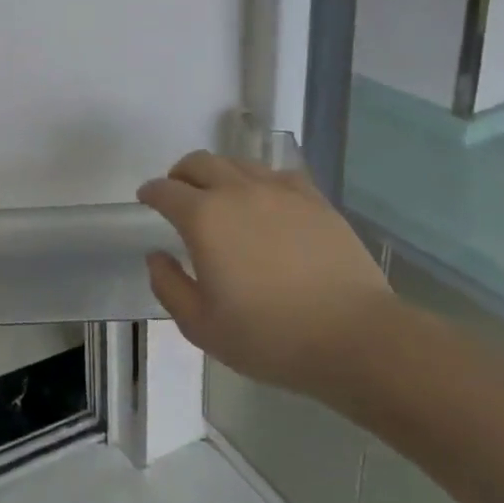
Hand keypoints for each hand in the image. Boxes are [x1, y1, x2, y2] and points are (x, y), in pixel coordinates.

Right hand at [139, 150, 396, 399]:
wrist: (357, 339)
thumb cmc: (270, 337)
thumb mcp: (202, 326)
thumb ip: (169, 286)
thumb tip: (157, 256)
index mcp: (203, 218)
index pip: (164, 190)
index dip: (150, 192)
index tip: (146, 200)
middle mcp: (236, 191)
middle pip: (199, 163)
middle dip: (180, 174)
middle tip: (178, 193)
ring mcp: (279, 191)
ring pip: (237, 163)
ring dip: (219, 174)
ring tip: (220, 196)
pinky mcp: (315, 200)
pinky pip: (278, 175)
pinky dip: (260, 181)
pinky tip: (266, 201)